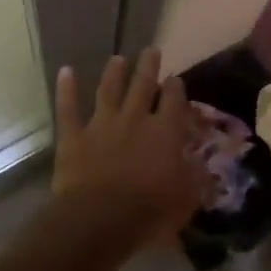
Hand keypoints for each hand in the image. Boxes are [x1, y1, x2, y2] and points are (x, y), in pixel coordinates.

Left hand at [53, 49, 209, 246]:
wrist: (99, 220)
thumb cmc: (149, 213)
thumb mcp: (187, 200)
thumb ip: (197, 178)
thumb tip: (205, 165)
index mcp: (165, 132)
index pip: (174, 101)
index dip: (176, 88)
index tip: (176, 79)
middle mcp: (135, 119)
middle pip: (143, 85)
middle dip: (148, 66)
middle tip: (151, 50)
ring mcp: (102, 125)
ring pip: (108, 90)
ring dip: (114, 73)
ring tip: (118, 58)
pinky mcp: (74, 137)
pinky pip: (68, 109)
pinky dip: (66, 90)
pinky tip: (65, 71)